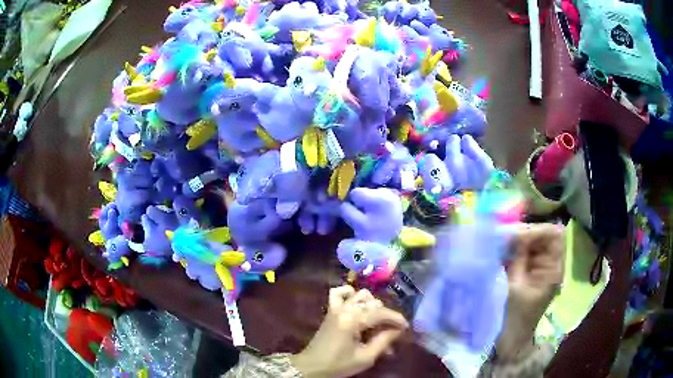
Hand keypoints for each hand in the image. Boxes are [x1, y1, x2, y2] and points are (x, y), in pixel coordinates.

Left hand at [291, 286, 408, 377]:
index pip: (381, 313)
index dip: (396, 319)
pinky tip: (357, 303)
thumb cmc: (339, 364)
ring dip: (372, 306)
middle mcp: (345, 308)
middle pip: (373, 304)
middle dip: (386, 316)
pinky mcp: (330, 310)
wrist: (312, 366)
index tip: (406, 327)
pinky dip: (350, 294)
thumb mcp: (365, 357)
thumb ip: (383, 341)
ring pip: (360, 295)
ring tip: (376, 322)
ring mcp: (336, 307)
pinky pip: (339, 293)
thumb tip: (398, 330)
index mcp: (352, 320)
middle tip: (391, 332)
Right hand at [497, 223, 564, 360]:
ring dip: (513, 241)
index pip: (554, 235)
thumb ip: (516, 258)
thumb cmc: (514, 319)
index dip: (537, 230)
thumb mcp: (515, 287)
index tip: (514, 235)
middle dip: (521, 233)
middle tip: (499, 236)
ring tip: (495, 242)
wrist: (507, 343)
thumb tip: (510, 231)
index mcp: (553, 269)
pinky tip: (496, 251)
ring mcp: (536, 268)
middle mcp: (548, 264)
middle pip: (541, 236)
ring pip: (529, 243)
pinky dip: (508, 250)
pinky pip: (519, 253)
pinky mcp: (524, 272)